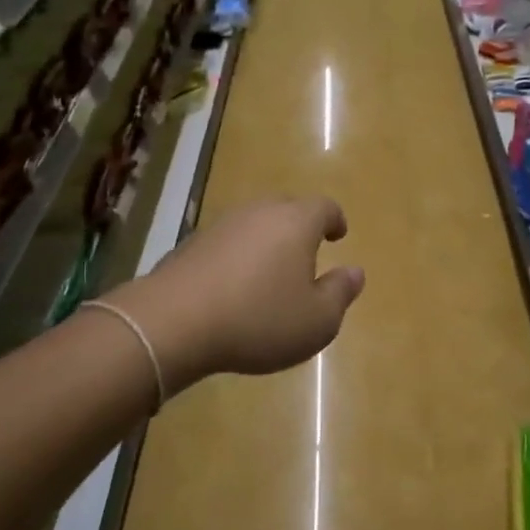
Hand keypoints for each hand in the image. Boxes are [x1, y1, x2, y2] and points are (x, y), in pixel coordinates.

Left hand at [111, 196, 364, 390]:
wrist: (174, 322)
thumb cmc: (259, 319)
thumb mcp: (316, 320)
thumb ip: (340, 293)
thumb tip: (355, 271)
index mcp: (296, 222)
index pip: (324, 207)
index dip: (335, 219)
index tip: (339, 234)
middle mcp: (259, 212)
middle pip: (287, 208)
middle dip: (300, 227)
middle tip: (306, 252)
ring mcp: (221, 225)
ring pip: (254, 224)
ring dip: (266, 242)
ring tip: (270, 272)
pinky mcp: (191, 244)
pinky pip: (227, 243)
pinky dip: (238, 256)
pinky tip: (235, 286)